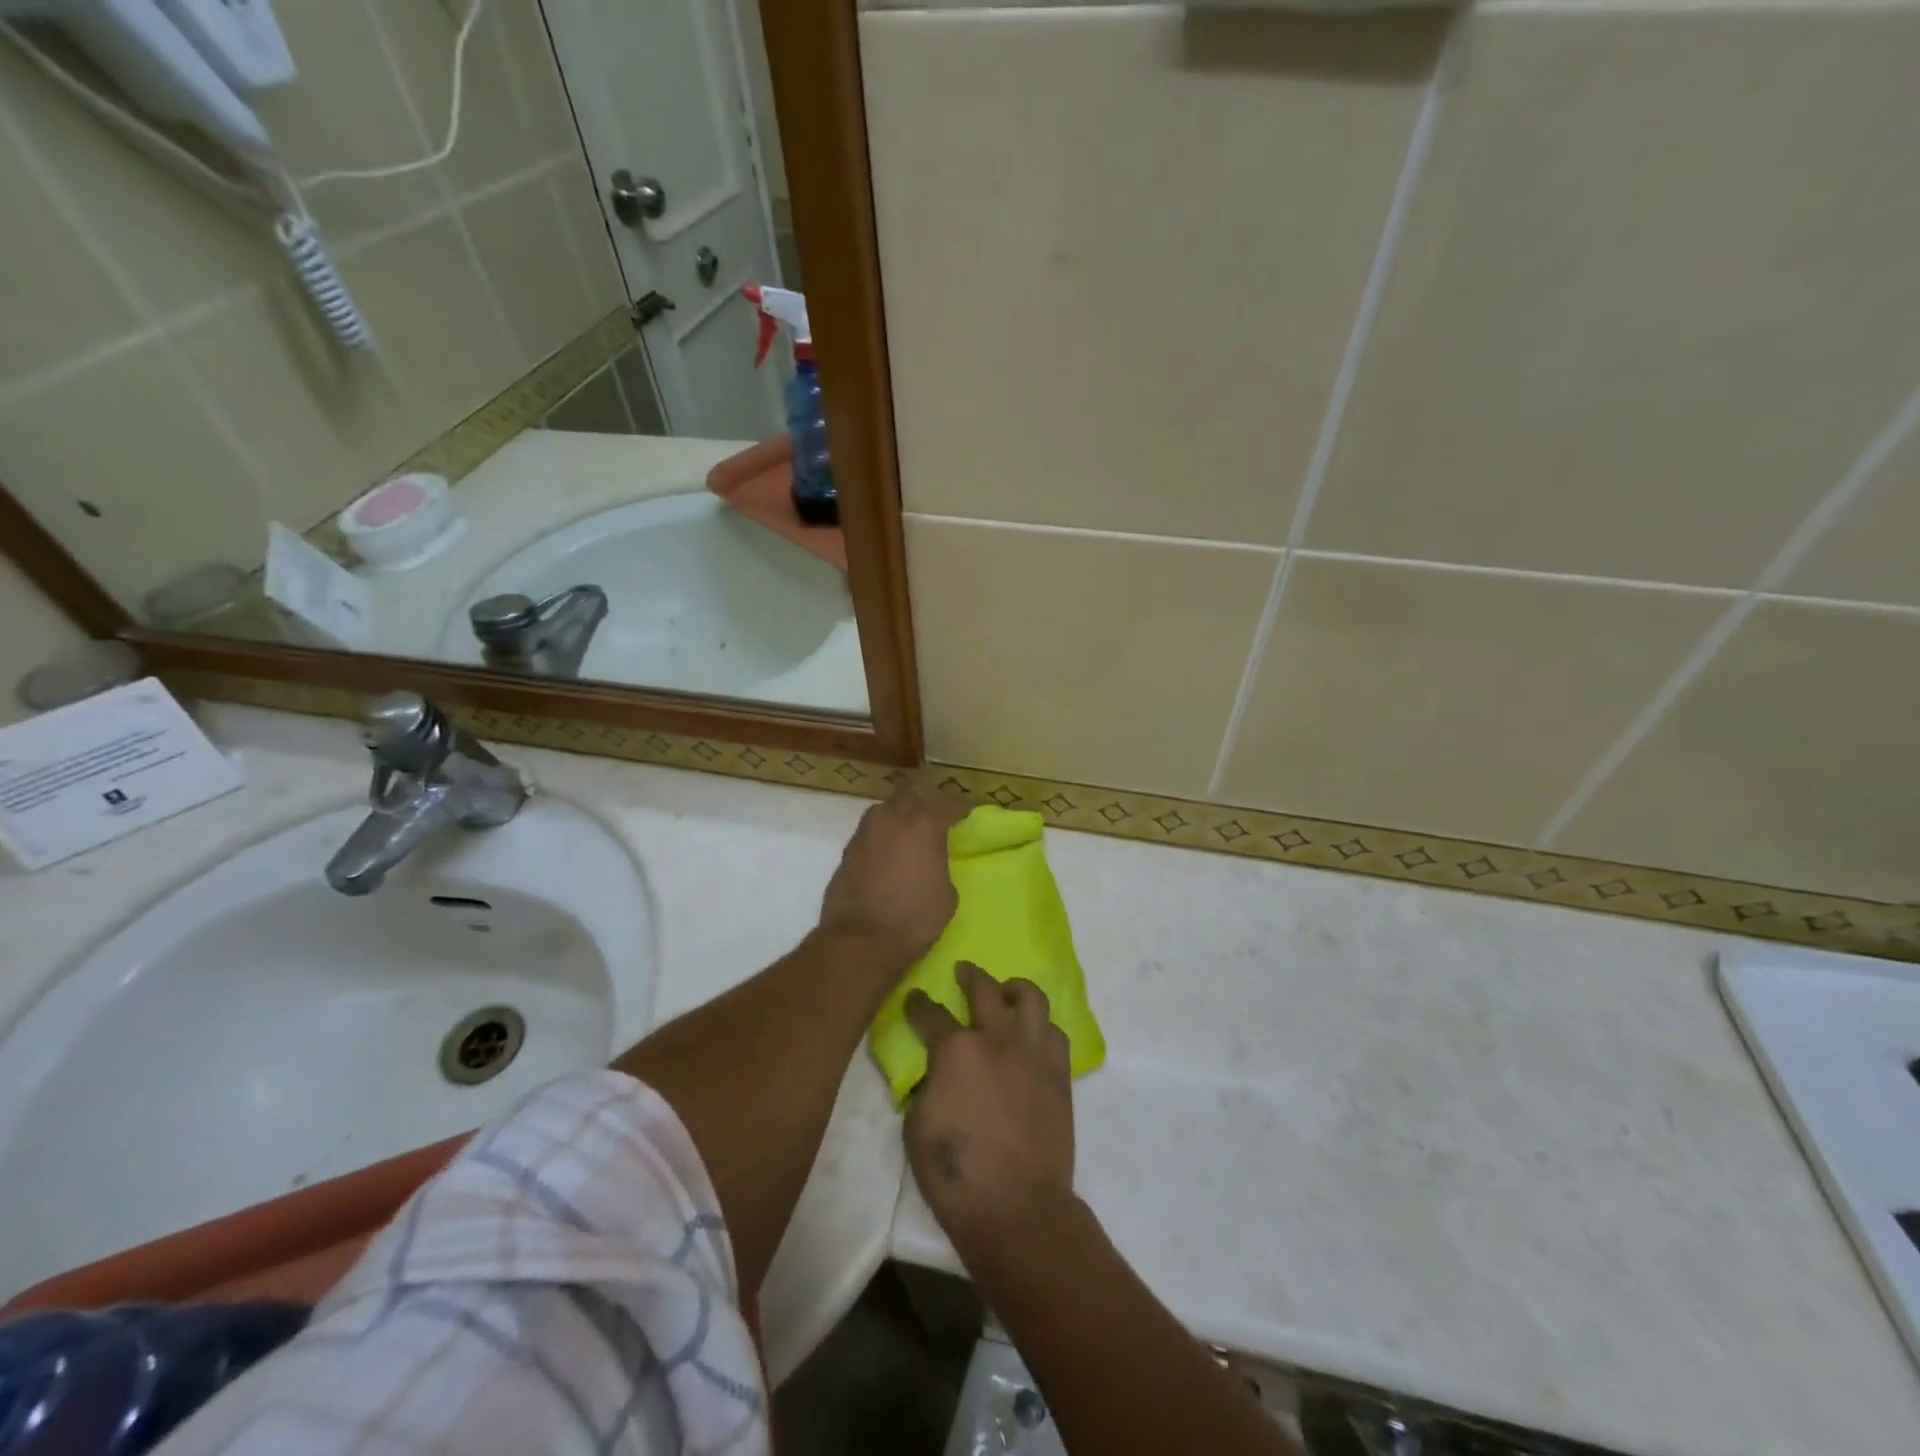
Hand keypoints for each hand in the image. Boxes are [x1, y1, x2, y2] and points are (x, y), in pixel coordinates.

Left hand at [819, 782, 967, 963]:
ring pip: (884, 809)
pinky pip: (868, 832)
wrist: (861, 940)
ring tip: (907, 833)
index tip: (964, 815)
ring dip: (898, 814)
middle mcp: (892, 818)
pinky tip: (885, 854)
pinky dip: (880, 837)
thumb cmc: (914, 918)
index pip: (946, 802)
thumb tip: (932, 863)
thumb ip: (941, 866)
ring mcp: (865, 832)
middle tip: (933, 816)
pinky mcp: (847, 851)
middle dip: (923, 800)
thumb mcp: (947, 894)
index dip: (958, 808)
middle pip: (910, 794)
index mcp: (924, 824)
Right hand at [904, 961, 1075, 1260]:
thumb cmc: (958, 1175)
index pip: (930, 1014)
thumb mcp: (916, 1128)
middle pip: (984, 989)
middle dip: (970, 975)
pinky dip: (1041, 1026)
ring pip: (1030, 999)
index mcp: (956, 1050)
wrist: (1019, 1208)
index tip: (914, 998)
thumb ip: (926, 1086)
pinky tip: (1032, 1035)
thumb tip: (936, 1072)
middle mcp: (997, 1039)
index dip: (918, 1004)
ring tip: (1007, 992)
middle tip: (964, 971)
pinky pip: (1055, 1032)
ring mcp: (1033, 1053)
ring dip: (1014, 989)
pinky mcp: (1059, 1073)